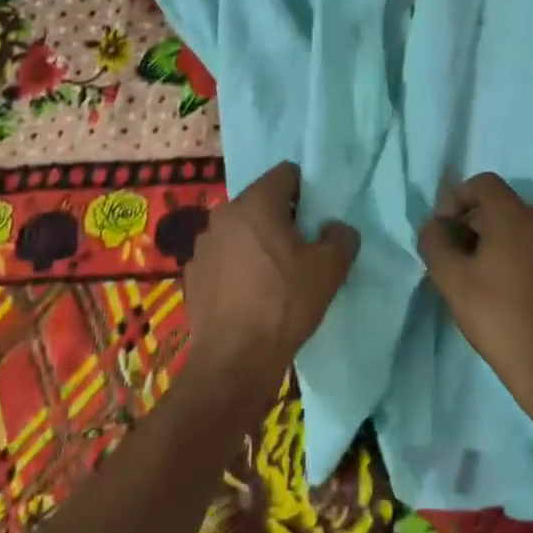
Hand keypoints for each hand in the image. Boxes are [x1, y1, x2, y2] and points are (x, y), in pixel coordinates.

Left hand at [184, 162, 359, 383]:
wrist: (235, 359)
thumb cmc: (285, 303)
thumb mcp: (330, 268)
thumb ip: (340, 237)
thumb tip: (334, 229)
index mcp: (256, 203)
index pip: (286, 173)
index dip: (306, 191)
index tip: (316, 218)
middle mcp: (223, 215)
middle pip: (260, 202)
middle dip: (281, 218)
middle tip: (301, 248)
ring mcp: (202, 245)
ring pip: (239, 231)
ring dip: (256, 243)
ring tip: (274, 276)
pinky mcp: (192, 274)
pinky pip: (222, 258)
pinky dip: (236, 267)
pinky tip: (249, 296)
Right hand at [417, 173, 532, 417]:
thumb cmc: (497, 316)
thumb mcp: (452, 280)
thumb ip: (435, 243)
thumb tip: (434, 227)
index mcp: (515, 216)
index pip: (483, 183)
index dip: (456, 198)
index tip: (443, 230)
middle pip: (500, 205)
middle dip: (471, 223)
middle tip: (453, 258)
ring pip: (519, 228)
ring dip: (492, 241)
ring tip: (476, 277)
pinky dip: (515, 257)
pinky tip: (505, 292)